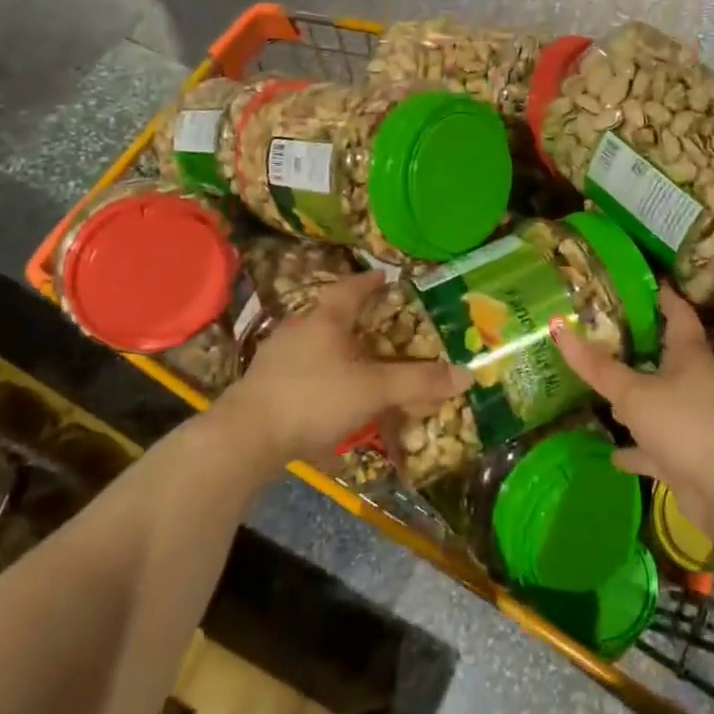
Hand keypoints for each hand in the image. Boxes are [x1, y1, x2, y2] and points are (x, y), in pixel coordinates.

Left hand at [218, 272, 468, 471]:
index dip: (369, 282)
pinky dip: (320, 374)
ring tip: (357, 359)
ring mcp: (277, 357)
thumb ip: (418, 382)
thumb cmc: (314, 398)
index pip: (351, 289)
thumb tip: (467, 373)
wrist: (246, 437)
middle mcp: (299, 329)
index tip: (384, 276)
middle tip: (379, 322)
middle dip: (355, 317)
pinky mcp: (265, 385)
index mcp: (325, 319)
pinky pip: (301, 370)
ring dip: (336, 347)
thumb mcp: (373, 389)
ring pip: (314, 343)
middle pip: (330, 314)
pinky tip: (329, 394)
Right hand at [552, 284, 713, 536]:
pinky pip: (656, 444)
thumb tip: (558, 327)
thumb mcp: (633, 393)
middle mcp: (694, 381)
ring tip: (602, 389)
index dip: (661, 294)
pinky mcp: (688, 453)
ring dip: (635, 398)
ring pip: (659, 400)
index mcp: (689, 354)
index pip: (678, 312)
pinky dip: (636, 447)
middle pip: (666, 355)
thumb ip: (596, 366)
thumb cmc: (683, 424)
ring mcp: (693, 418)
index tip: (639, 281)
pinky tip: (613, 452)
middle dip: (637, 346)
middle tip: (601, 332)